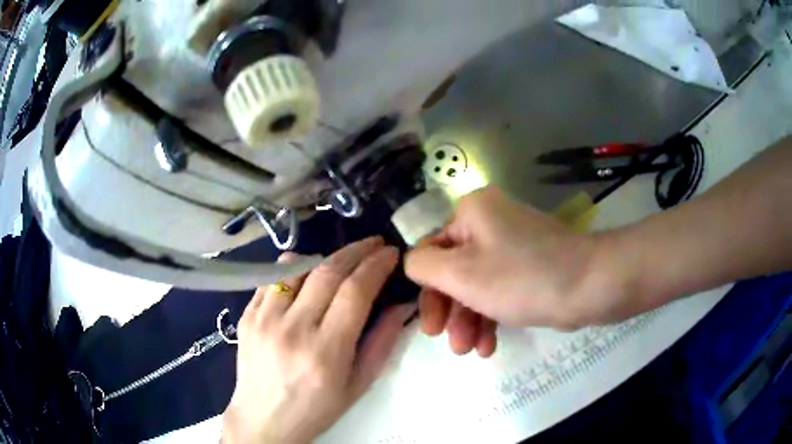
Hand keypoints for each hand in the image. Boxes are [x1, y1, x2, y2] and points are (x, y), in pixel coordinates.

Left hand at [222, 237, 414, 443]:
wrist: (264, 419)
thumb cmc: (317, 409)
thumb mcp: (358, 384)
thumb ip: (382, 341)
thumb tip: (401, 304)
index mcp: (325, 351)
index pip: (355, 292)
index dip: (376, 266)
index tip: (391, 253)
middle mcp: (292, 329)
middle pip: (328, 272)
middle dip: (357, 251)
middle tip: (374, 243)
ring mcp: (264, 319)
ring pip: (297, 267)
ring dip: (326, 256)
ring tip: (343, 258)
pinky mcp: (247, 315)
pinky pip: (272, 278)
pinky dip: (293, 266)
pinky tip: (306, 270)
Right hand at [405, 186, 614, 353]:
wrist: (591, 284)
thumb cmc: (521, 278)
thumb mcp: (461, 273)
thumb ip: (423, 265)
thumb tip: (414, 263)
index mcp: (471, 212)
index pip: (432, 250)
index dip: (428, 291)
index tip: (430, 327)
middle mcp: (491, 221)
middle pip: (455, 270)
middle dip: (451, 311)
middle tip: (451, 344)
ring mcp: (513, 244)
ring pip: (478, 284)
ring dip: (471, 319)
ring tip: (472, 350)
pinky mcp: (531, 265)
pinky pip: (501, 289)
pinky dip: (492, 315)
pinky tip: (490, 344)